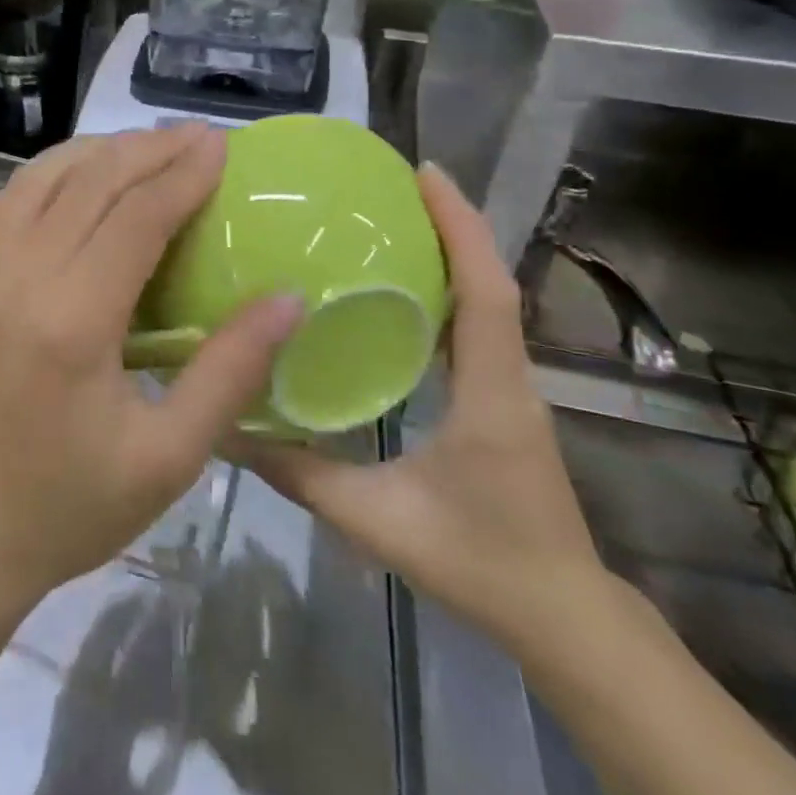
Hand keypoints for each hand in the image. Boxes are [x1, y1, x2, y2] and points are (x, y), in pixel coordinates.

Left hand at [0, 123, 304, 608]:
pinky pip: (5, 203)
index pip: (134, 218)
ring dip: (97, 153)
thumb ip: (231, 370)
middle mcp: (19, 281)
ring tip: (147, 145)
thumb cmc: (76, 505)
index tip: (221, 145)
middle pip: (89, 184)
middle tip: (197, 136)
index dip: (182, 174)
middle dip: (147, 150)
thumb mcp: (171, 456)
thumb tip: (290, 298)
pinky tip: (78, 173)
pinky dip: (48, 173)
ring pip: (40, 180)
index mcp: (72, 322)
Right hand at [235, 163, 612, 659]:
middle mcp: (509, 377)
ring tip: (397, 220)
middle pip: (489, 281)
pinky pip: (480, 328)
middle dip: (452, 223)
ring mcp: (512, 389)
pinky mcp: (504, 401)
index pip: (485, 291)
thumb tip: (231, 432)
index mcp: (490, 391)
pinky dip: (452, 290)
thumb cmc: (479, 563)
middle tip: (395, 185)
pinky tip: (407, 288)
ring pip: (489, 301)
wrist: (564, 620)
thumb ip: (300, 475)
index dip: (460, 226)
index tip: (426, 174)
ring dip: (454, 252)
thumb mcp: (375, 520)